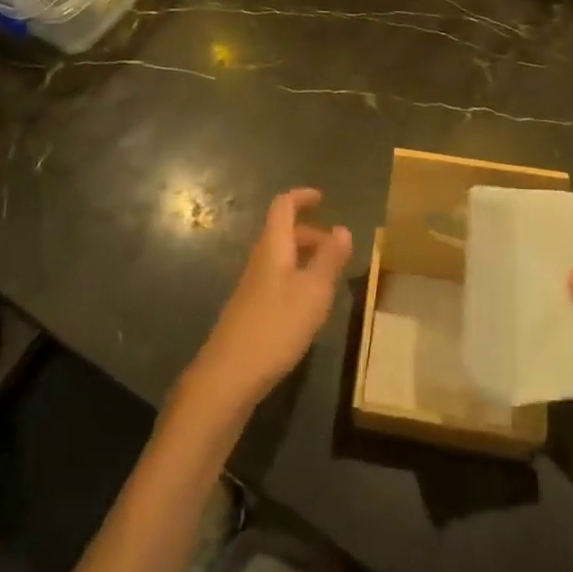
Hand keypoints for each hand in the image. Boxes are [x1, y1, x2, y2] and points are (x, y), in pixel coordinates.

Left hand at [181, 189, 351, 418]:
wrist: (229, 374)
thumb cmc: (276, 326)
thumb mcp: (313, 292)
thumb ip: (329, 259)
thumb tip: (343, 228)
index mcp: (273, 247)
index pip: (283, 207)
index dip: (301, 197)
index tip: (322, 197)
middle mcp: (259, 260)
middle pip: (282, 232)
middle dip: (310, 232)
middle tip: (336, 246)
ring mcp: (251, 286)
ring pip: (280, 257)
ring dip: (304, 257)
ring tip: (329, 276)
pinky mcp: (250, 309)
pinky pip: (276, 279)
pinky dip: (296, 278)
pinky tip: (308, 305)